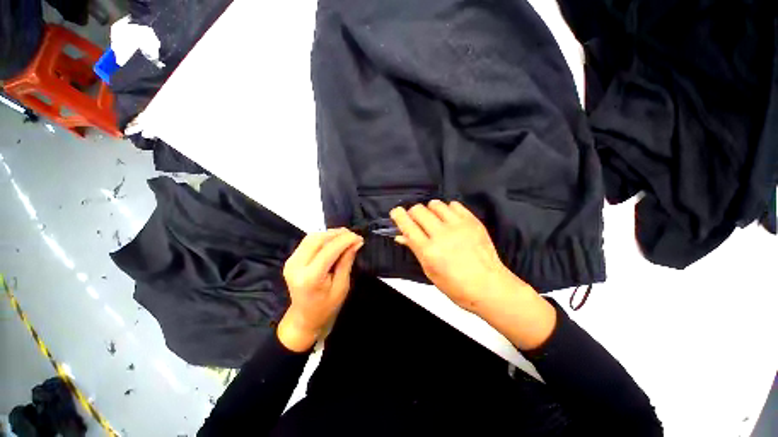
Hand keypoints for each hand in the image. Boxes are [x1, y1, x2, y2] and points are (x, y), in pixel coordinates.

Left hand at [278, 229, 363, 351]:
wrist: (305, 318)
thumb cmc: (327, 307)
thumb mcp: (342, 286)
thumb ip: (346, 262)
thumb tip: (356, 242)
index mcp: (310, 277)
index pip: (329, 250)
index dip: (345, 240)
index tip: (359, 237)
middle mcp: (296, 266)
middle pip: (317, 239)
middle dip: (337, 234)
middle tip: (353, 235)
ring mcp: (290, 261)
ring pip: (312, 237)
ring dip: (330, 234)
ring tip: (346, 237)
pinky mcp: (291, 259)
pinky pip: (308, 241)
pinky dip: (323, 238)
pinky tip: (334, 241)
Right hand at [390, 200, 526, 312]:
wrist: (489, 285)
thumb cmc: (456, 285)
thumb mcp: (430, 271)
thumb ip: (415, 250)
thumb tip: (401, 236)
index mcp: (429, 251)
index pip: (407, 226)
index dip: (398, 215)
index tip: (396, 212)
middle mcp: (442, 235)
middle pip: (419, 210)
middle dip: (413, 212)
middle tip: (416, 220)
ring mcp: (458, 226)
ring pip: (435, 204)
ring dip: (430, 210)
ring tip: (434, 219)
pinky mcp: (472, 221)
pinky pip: (454, 204)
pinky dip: (448, 209)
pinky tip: (449, 218)